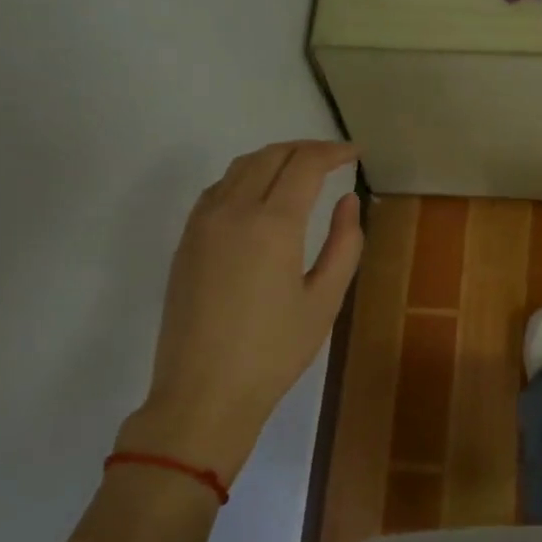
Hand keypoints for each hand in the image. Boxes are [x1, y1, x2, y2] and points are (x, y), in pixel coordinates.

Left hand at [116, 140, 363, 484]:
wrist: (203, 393)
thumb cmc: (274, 352)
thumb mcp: (324, 301)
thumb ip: (344, 244)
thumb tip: (348, 201)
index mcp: (273, 224)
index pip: (304, 165)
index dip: (333, 152)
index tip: (355, 153)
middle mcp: (233, 211)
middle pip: (270, 155)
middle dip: (305, 148)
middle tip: (333, 157)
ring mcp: (202, 223)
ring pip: (240, 167)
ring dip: (274, 157)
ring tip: (301, 169)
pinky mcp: (186, 240)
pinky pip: (218, 188)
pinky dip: (245, 177)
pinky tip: (260, 194)